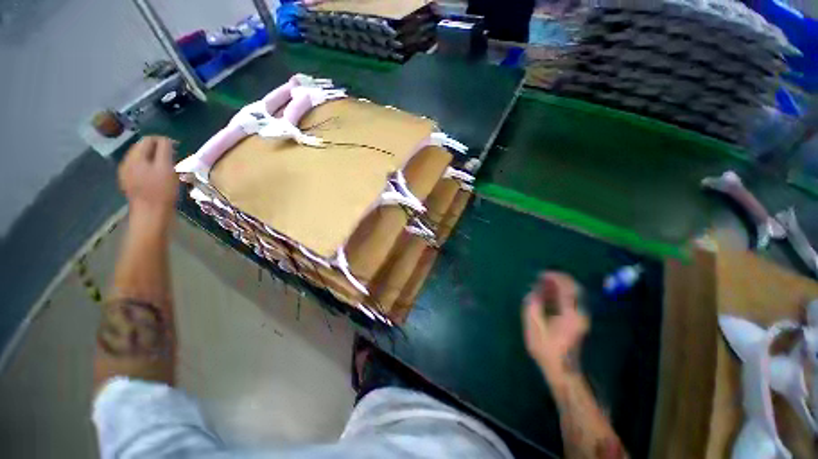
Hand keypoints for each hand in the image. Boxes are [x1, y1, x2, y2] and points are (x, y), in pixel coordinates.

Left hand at [118, 137, 177, 219]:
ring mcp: (126, 173)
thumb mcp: (167, 167)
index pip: (148, 139)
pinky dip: (150, 168)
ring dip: (154, 159)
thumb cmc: (162, 190)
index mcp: (135, 156)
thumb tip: (165, 140)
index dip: (163, 140)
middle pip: (143, 148)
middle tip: (174, 158)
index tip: (177, 148)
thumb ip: (165, 150)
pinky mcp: (129, 183)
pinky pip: (139, 169)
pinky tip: (158, 177)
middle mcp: (127, 161)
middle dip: (158, 150)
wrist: (150, 214)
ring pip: (141, 159)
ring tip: (168, 168)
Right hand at [523, 272, 588, 378]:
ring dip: (561, 285)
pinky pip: (573, 299)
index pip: (567, 287)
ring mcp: (581, 316)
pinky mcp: (578, 320)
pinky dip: (562, 293)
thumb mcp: (534, 326)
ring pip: (575, 293)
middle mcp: (579, 312)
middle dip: (559, 278)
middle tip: (543, 276)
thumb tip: (534, 290)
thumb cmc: (546, 348)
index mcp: (569, 313)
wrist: (562, 368)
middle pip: (574, 287)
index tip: (541, 274)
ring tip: (544, 283)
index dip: (555, 277)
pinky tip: (549, 294)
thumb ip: (533, 305)